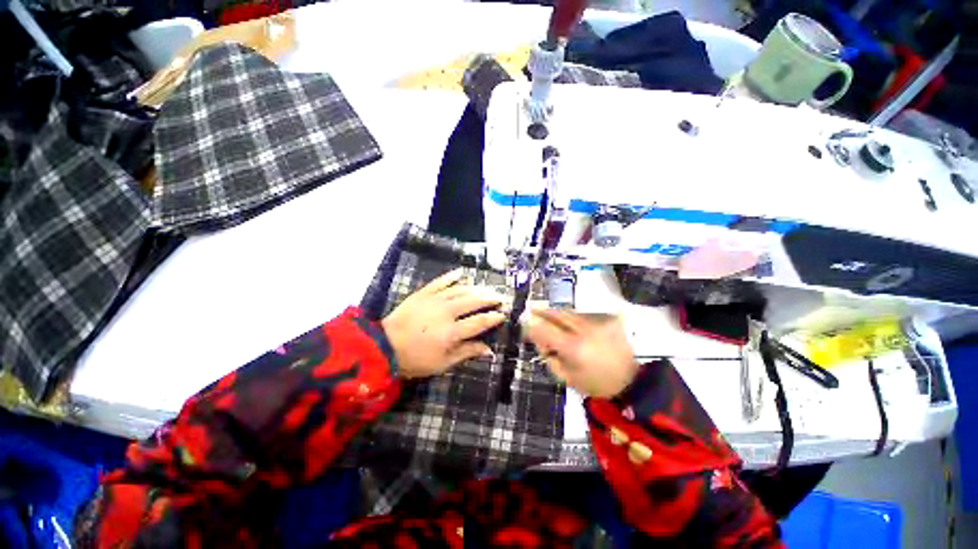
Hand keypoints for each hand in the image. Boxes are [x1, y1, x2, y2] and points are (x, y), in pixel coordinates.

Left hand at [382, 268, 507, 378]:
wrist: (385, 346)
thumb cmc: (415, 359)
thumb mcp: (443, 363)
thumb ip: (467, 352)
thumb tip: (489, 349)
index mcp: (452, 332)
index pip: (479, 322)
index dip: (493, 317)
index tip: (503, 314)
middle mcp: (446, 312)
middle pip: (473, 301)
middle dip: (489, 298)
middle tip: (500, 297)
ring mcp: (434, 300)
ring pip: (460, 289)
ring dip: (476, 288)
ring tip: (486, 288)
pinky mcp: (423, 293)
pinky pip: (441, 281)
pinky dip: (452, 276)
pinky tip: (462, 272)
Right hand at [523, 309, 637, 397]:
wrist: (630, 381)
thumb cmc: (596, 383)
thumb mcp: (567, 378)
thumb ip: (550, 359)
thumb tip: (541, 343)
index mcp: (572, 347)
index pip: (545, 331)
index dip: (532, 327)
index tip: (525, 328)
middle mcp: (583, 330)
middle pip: (557, 314)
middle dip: (542, 312)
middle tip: (532, 310)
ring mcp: (596, 323)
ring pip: (570, 312)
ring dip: (556, 314)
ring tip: (548, 316)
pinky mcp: (607, 320)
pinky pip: (583, 315)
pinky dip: (571, 318)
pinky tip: (568, 322)